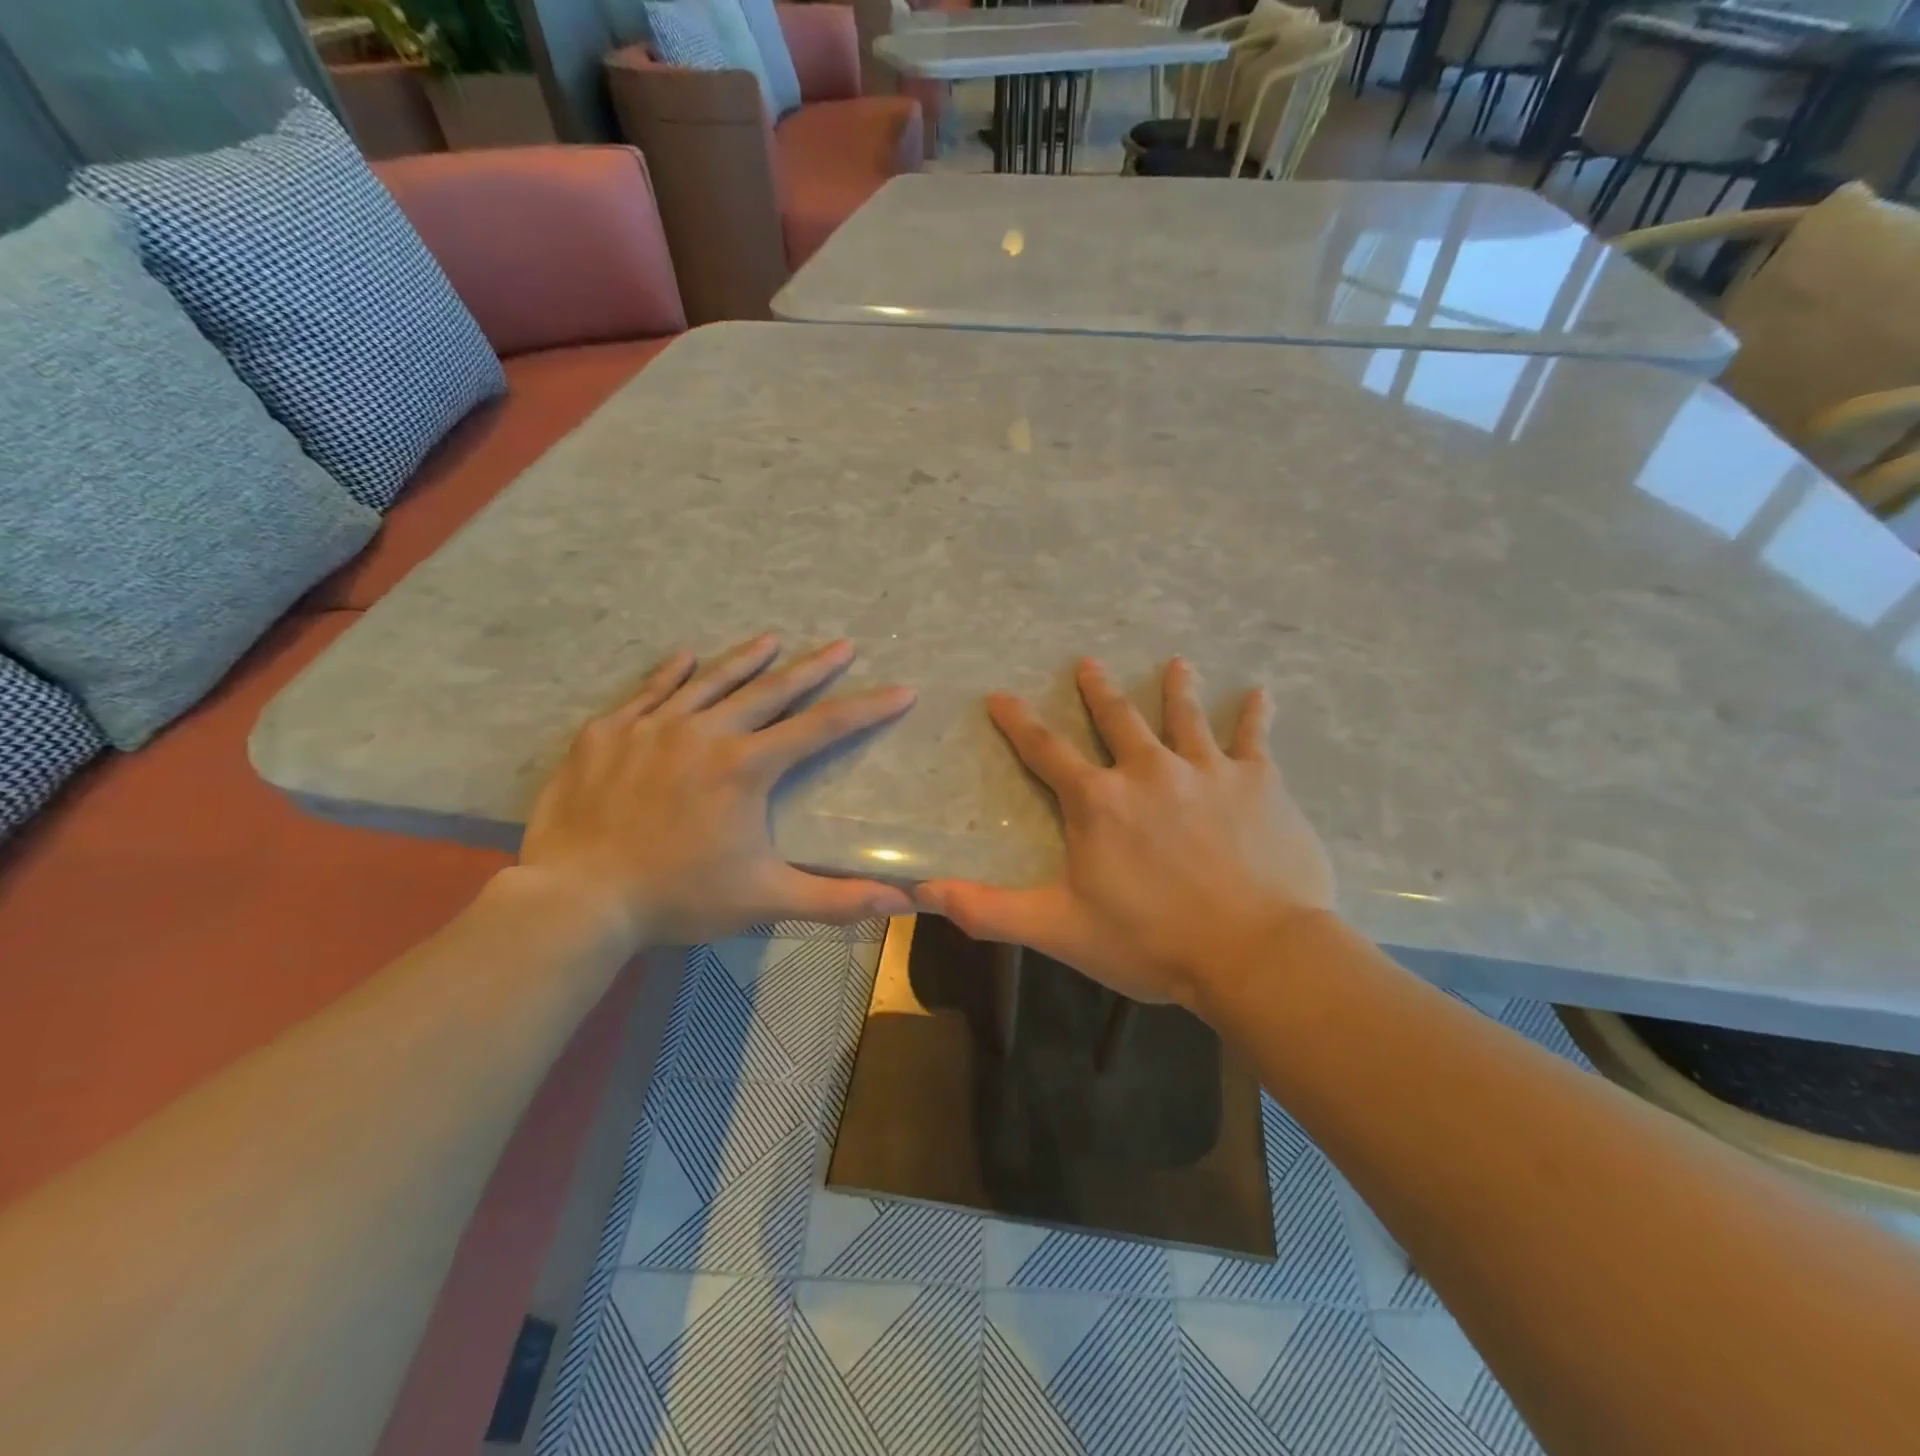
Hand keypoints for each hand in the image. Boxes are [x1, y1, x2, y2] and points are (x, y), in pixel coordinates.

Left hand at [518, 634, 916, 945]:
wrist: (576, 899)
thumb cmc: (677, 898)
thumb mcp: (765, 900)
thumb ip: (836, 899)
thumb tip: (902, 904)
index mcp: (745, 767)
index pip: (821, 728)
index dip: (866, 709)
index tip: (899, 691)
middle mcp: (704, 733)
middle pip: (770, 690)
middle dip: (813, 668)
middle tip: (843, 645)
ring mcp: (651, 726)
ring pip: (710, 681)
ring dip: (746, 659)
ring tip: (772, 639)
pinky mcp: (607, 732)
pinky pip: (648, 691)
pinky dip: (671, 673)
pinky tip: (686, 656)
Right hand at [916, 658, 1333, 1012]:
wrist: (1254, 954)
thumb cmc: (1151, 942)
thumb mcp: (1059, 929)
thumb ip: (990, 909)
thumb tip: (923, 892)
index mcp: (1099, 801)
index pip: (1045, 750)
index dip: (1018, 722)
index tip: (1000, 695)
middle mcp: (1148, 770)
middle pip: (1118, 719)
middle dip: (1098, 691)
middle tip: (1087, 662)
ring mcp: (1206, 771)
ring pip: (1185, 718)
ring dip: (1176, 689)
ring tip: (1176, 663)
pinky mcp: (1258, 782)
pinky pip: (1254, 739)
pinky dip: (1255, 715)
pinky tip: (1261, 694)